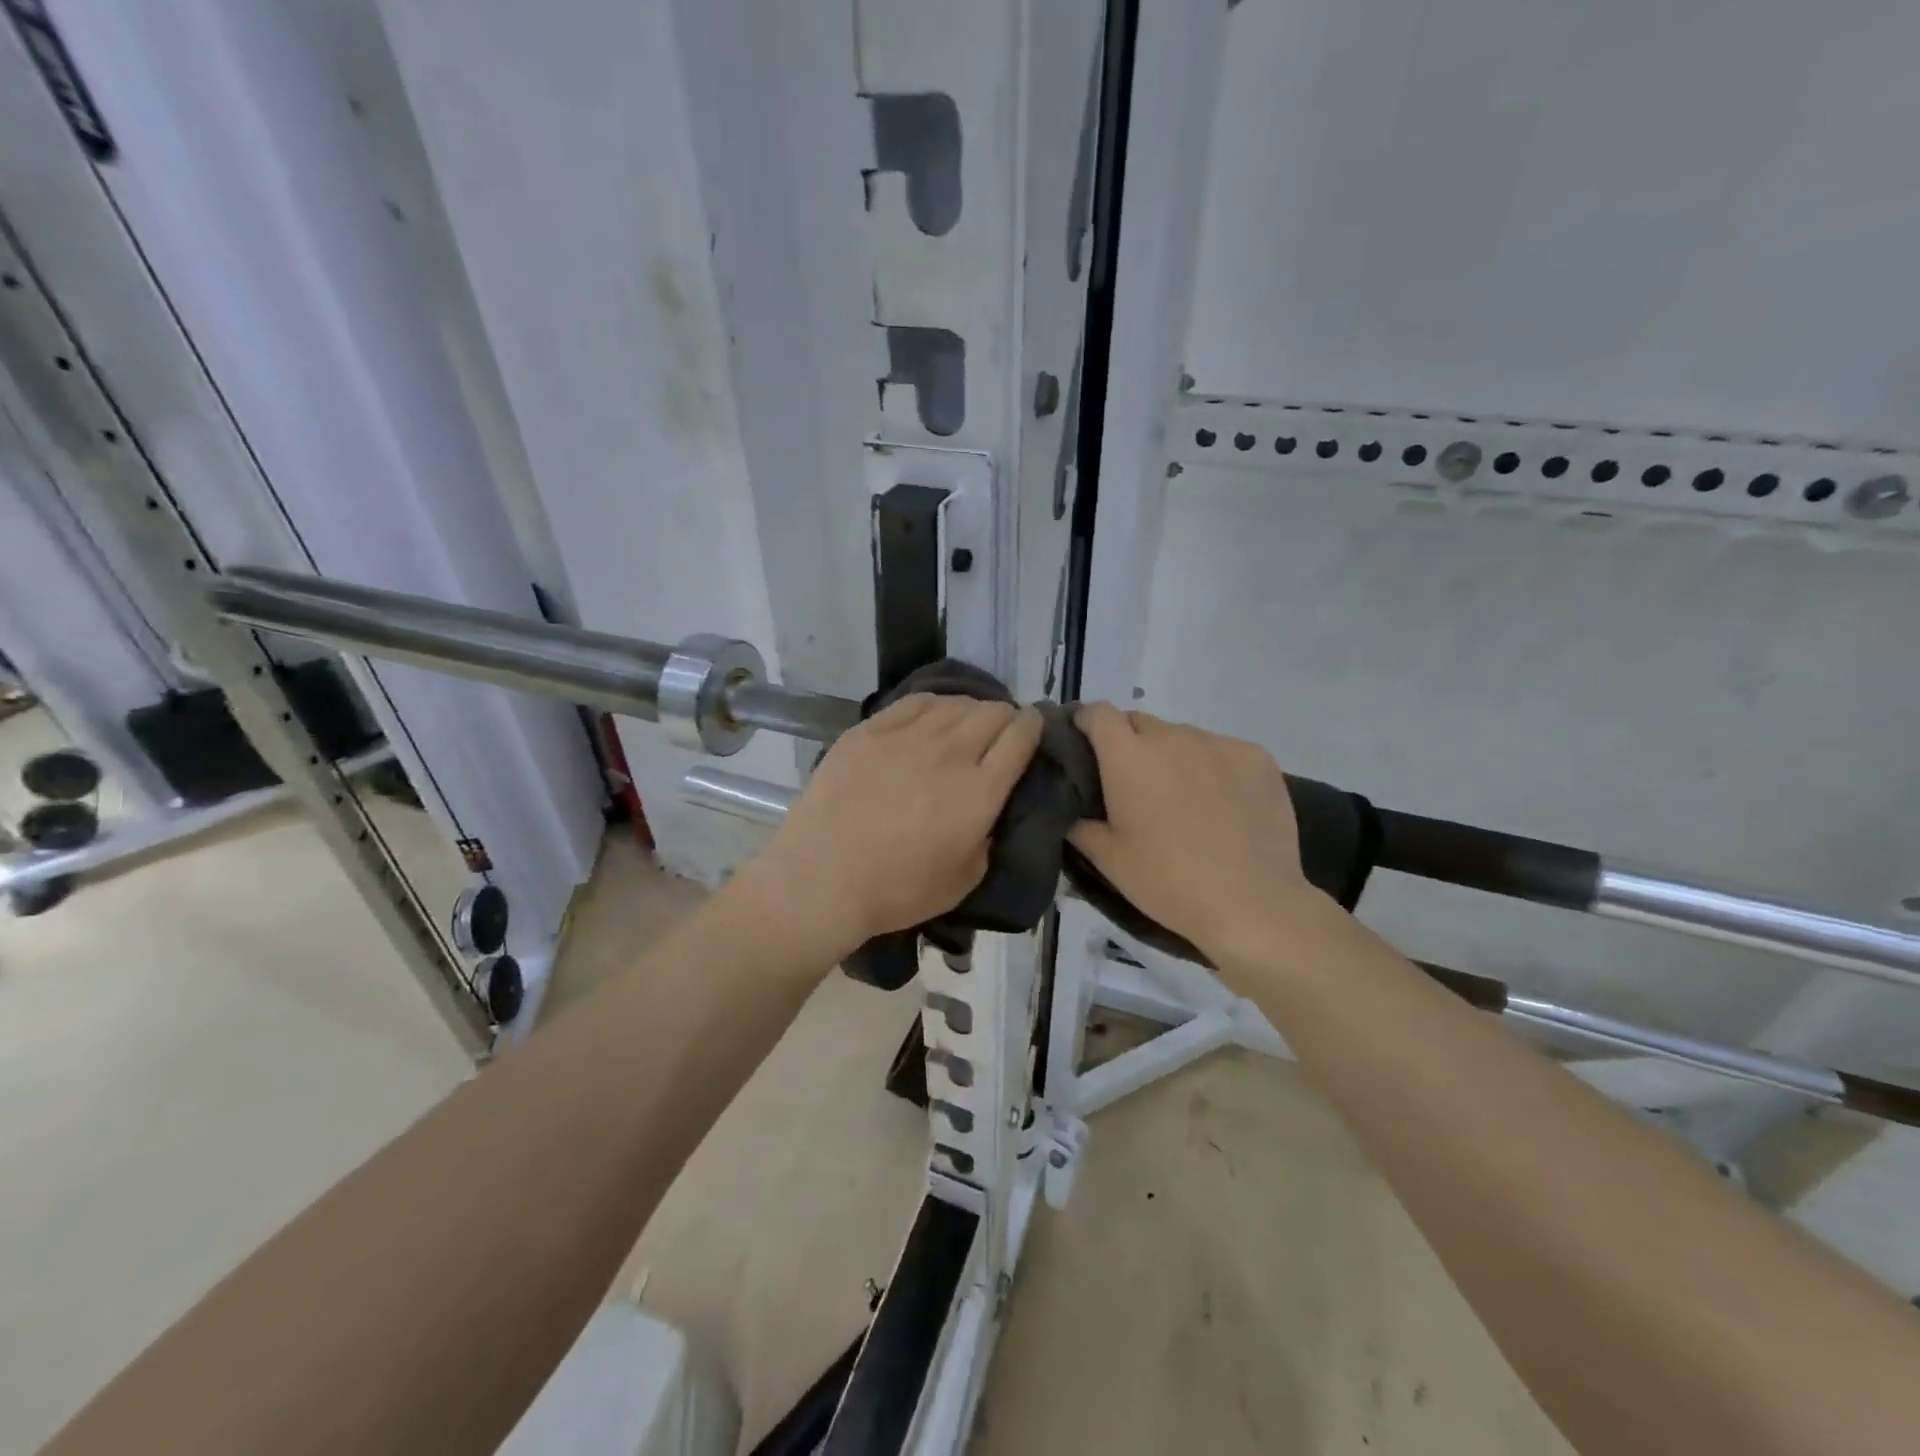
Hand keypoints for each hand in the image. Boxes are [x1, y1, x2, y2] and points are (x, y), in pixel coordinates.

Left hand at [737, 694, 1043, 960]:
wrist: (822, 878)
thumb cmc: (897, 890)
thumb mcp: (964, 879)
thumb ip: (988, 837)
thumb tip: (989, 812)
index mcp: (980, 791)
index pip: (1021, 737)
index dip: (1035, 726)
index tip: (1034, 728)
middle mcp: (951, 752)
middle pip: (993, 712)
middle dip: (1006, 717)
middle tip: (1000, 733)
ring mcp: (907, 736)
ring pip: (955, 702)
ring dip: (971, 709)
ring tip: (966, 724)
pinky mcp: (871, 730)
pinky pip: (915, 702)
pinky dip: (935, 704)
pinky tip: (932, 715)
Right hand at [1069, 704, 1318, 962]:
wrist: (1251, 903)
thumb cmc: (1167, 881)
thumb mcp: (1108, 859)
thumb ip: (1080, 824)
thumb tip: (1070, 808)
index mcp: (1128, 757)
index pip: (1098, 712)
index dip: (1086, 722)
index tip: (1083, 743)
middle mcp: (1171, 737)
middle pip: (1139, 722)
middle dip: (1128, 742)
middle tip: (1132, 783)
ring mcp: (1218, 743)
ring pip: (1182, 736)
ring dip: (1172, 755)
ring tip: (1181, 796)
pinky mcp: (1256, 757)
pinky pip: (1221, 750)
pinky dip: (1212, 765)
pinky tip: (1221, 802)